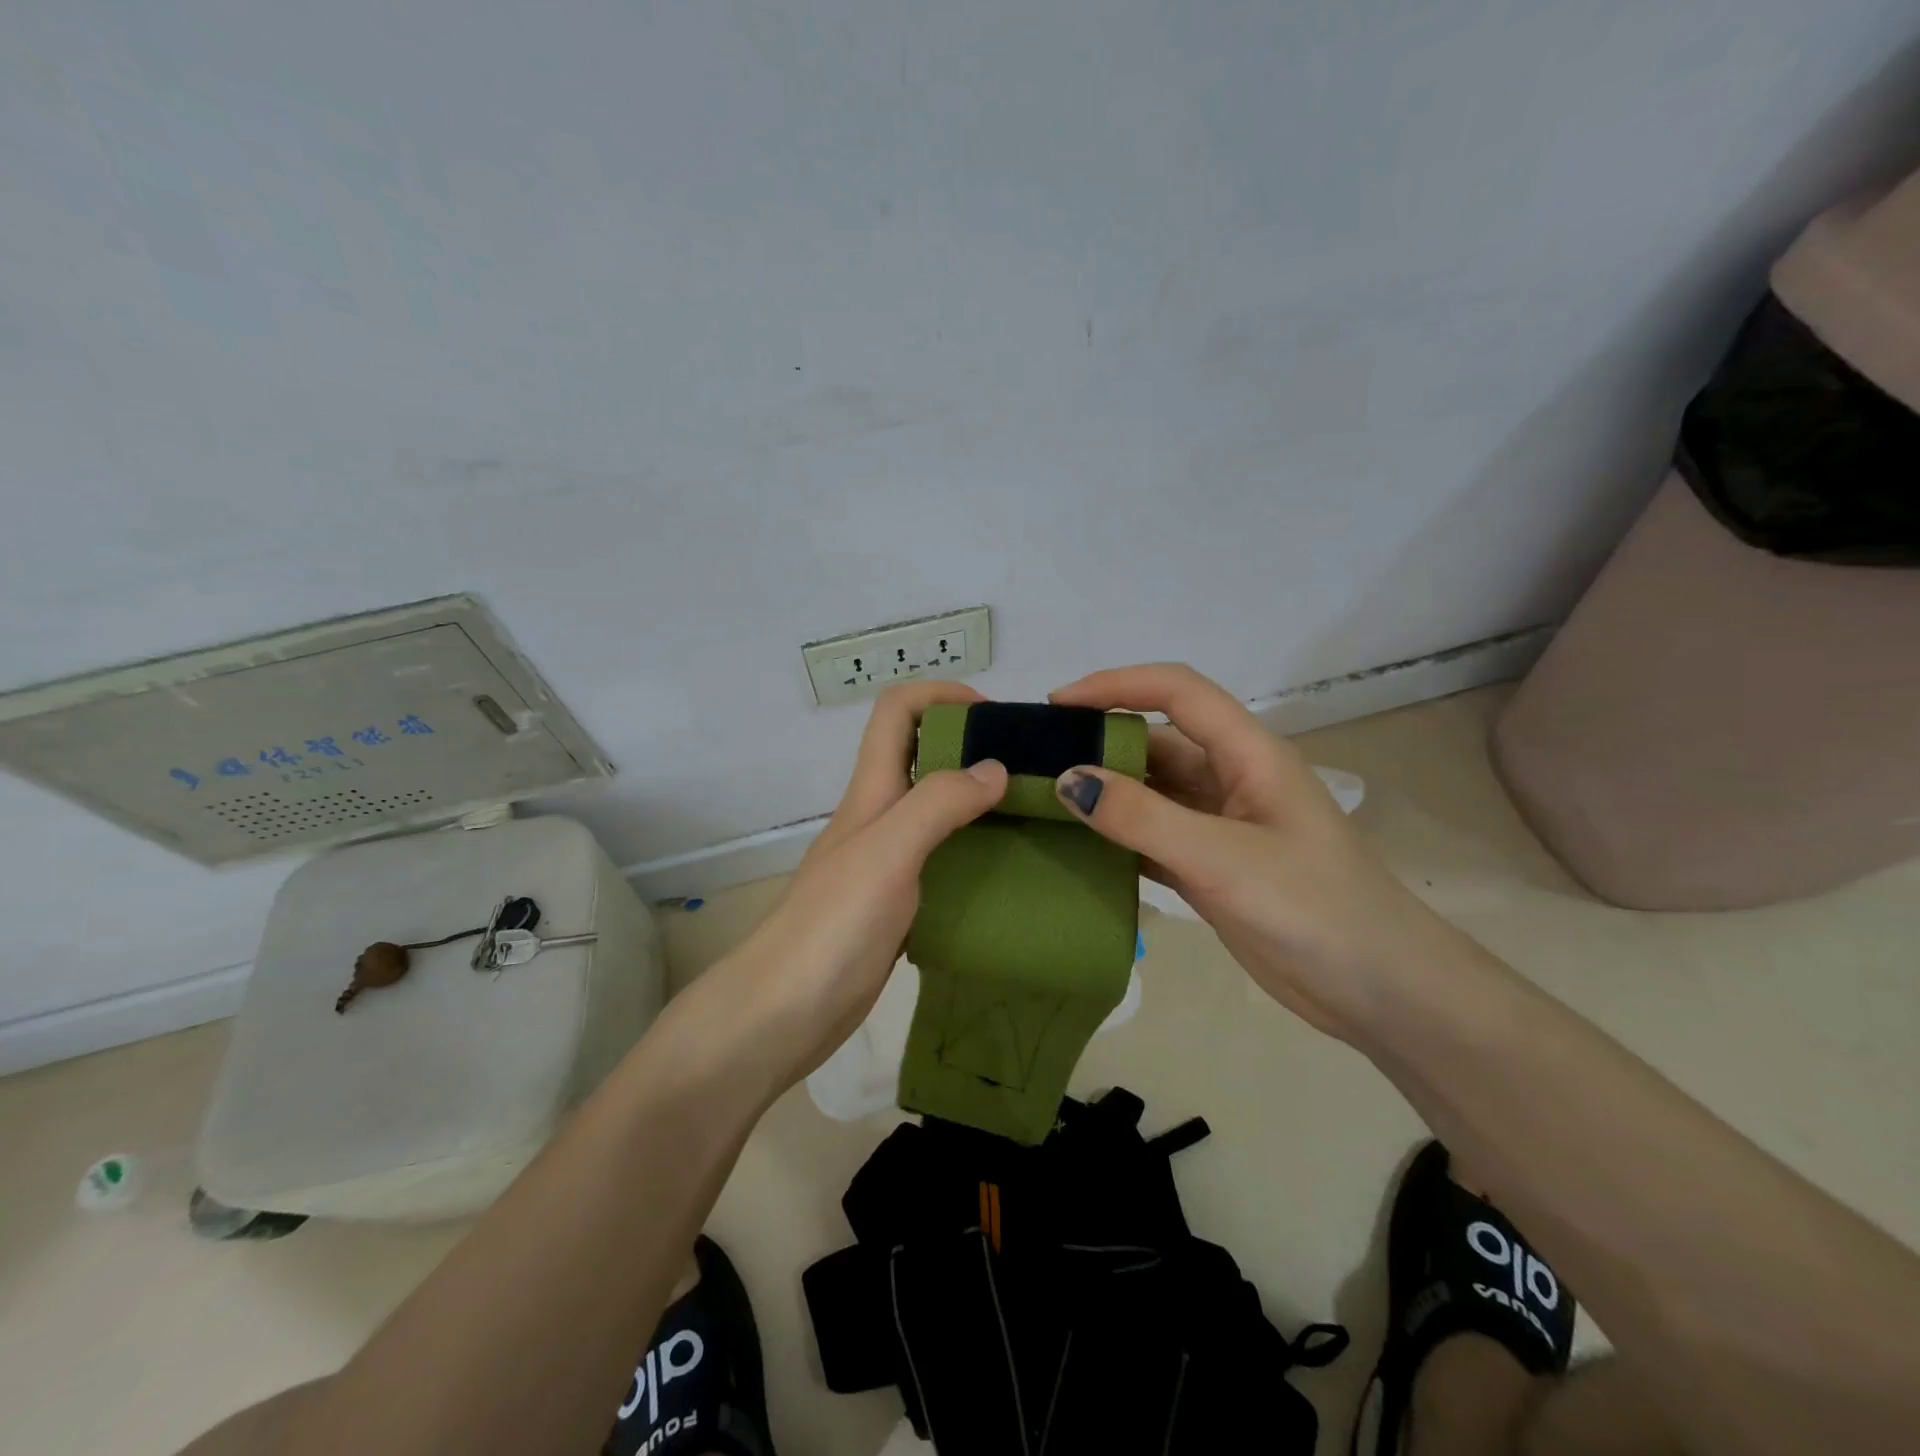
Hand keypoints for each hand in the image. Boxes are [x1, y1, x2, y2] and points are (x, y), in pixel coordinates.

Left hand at [716, 681, 1007, 1086]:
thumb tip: (995, 768)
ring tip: (1030, 816)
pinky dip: (973, 851)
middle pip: (920, 754)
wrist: (784, 1013)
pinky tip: (1007, 872)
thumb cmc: (833, 924)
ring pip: (934, 808)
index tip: (995, 716)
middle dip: (971, 745)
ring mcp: (885, 861)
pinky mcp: (896, 902)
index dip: (942, 696)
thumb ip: (939, 803)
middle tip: (1029, 770)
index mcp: (871, 791)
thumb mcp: (888, 851)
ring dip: (977, 800)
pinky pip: (941, 859)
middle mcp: (878, 816)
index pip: (897, 711)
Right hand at [1049, 663, 1459, 1039]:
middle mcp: (1231, 779)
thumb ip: (1142, 818)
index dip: (1116, 685)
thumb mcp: (1222, 858)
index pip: (1177, 692)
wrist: (1378, 991)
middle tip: (1036, 761)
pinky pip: (1152, 837)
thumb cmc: (1313, 908)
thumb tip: (1068, 780)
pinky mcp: (1211, 867)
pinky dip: (1117, 838)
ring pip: (1151, 792)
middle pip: (1156, 741)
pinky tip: (1077, 848)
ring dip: (1105, 792)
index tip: (1057, 705)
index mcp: (1249, 754)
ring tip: (1044, 801)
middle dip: (1099, 742)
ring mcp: (1220, 826)